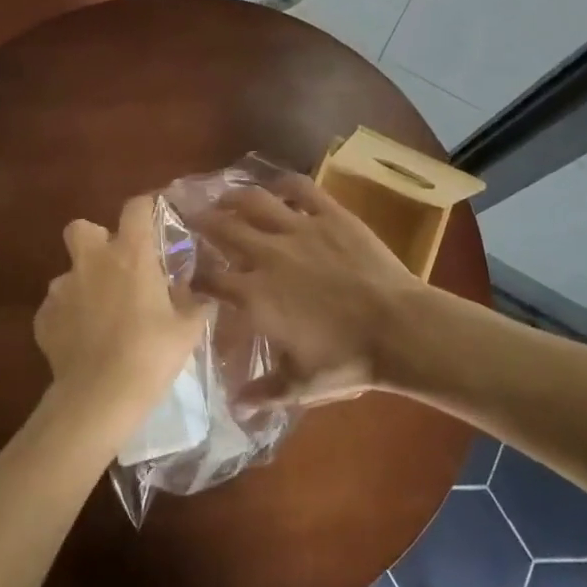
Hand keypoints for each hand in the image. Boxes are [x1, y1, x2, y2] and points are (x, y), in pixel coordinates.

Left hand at [33, 195, 207, 431]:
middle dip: (94, 239)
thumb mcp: (187, 330)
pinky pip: (56, 307)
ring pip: (68, 272)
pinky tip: (82, 342)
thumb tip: (205, 297)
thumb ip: (196, 306)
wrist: (99, 397)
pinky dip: (68, 318)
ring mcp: (62, 288)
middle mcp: (92, 261)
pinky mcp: (43, 317)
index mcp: (131, 254)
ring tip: (99, 315)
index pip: (135, 208)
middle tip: (114, 265)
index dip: (144, 209)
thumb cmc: (151, 355)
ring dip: (83, 285)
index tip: (152, 219)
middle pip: (82, 227)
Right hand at [192, 172, 426, 408]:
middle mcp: (268, 255)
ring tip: (225, 197)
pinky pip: (301, 188)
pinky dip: (285, 183)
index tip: (188, 272)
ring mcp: (299, 229)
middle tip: (190, 215)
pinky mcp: (330, 214)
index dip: (194, 274)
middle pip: (222, 228)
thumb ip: (264, 392)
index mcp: (255, 295)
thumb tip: (236, 403)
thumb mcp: (301, 385)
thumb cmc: (348, 359)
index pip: (209, 278)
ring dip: (233, 196)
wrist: (398, 329)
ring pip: (254, 200)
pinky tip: (278, 186)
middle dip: (201, 221)